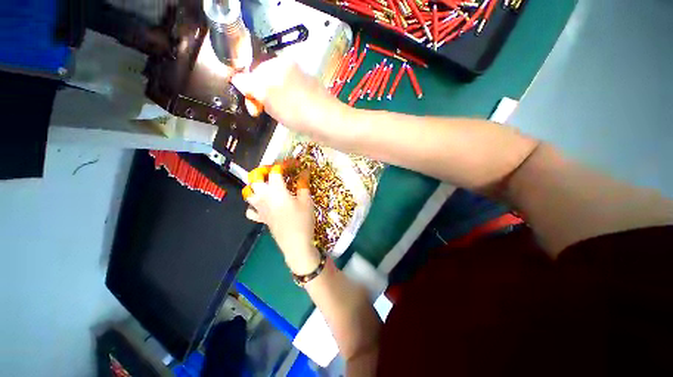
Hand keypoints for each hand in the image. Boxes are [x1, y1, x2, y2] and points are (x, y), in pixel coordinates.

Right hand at [231, 57, 341, 135]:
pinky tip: (295, 119)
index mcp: (280, 64)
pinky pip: (293, 103)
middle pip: (268, 84)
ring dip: (277, 107)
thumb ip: (250, 85)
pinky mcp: (313, 98)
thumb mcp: (268, 96)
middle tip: (268, 114)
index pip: (254, 73)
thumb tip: (237, 79)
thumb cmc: (296, 110)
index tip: (254, 110)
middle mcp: (293, 70)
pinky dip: (290, 111)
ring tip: (284, 118)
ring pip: (281, 95)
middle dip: (264, 100)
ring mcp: (305, 84)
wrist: (329, 124)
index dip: (250, 92)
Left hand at [245, 169, 320, 274]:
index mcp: (276, 191)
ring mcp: (260, 208)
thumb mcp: (306, 201)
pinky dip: (253, 205)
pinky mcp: (261, 219)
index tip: (292, 163)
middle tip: (274, 172)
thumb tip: (304, 171)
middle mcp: (264, 197)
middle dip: (263, 171)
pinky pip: (250, 210)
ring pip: (248, 193)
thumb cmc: (303, 220)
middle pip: (254, 178)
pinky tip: (262, 205)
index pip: (275, 171)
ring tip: (266, 185)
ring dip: (255, 186)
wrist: (296, 243)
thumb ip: (303, 184)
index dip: (283, 164)